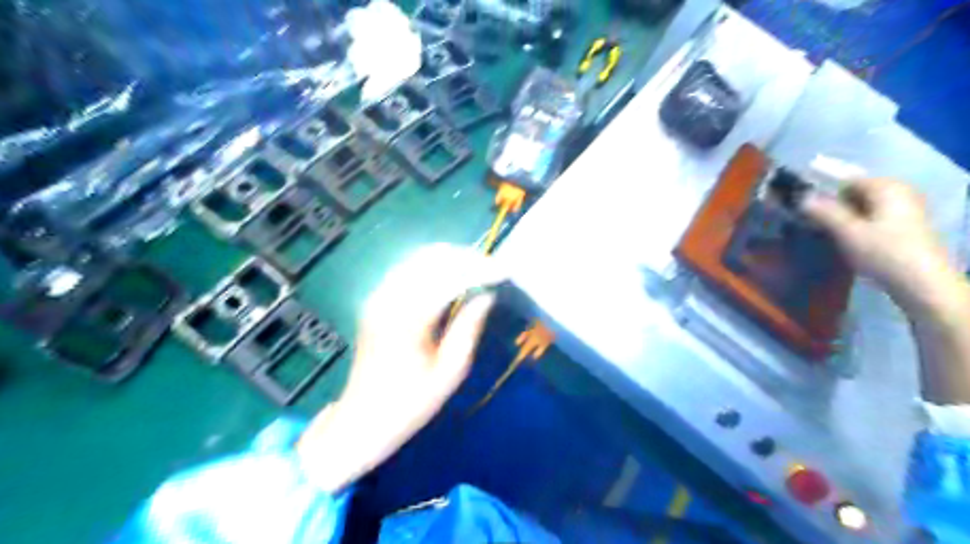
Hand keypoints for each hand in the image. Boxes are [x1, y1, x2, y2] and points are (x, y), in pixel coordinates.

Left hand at [295, 245, 506, 490]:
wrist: (362, 417)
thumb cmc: (410, 402)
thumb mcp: (450, 372)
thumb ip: (469, 328)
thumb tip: (487, 295)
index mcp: (408, 319)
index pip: (450, 278)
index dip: (480, 271)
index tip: (505, 272)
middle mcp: (389, 298)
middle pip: (432, 259)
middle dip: (466, 258)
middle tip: (493, 268)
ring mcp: (378, 296)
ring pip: (418, 258)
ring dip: (450, 258)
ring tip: (477, 267)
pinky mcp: (375, 299)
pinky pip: (407, 268)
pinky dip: (432, 264)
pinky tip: (450, 273)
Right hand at [800, 173, 955, 307]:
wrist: (922, 283)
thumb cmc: (883, 252)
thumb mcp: (847, 232)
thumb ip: (824, 212)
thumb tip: (801, 197)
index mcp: (887, 187)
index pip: (846, 179)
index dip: (823, 189)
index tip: (802, 203)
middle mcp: (899, 191)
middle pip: (856, 191)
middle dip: (832, 203)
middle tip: (810, 220)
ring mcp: (906, 208)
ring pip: (864, 205)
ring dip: (842, 215)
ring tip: (824, 230)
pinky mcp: (906, 225)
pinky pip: (873, 215)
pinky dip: (856, 222)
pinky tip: (846, 237)